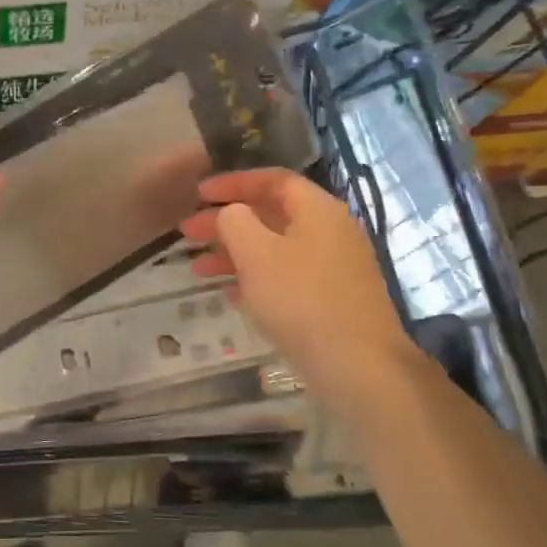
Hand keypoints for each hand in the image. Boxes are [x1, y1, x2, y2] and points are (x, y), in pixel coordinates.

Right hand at [180, 168, 420, 397]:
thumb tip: (232, 213)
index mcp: (318, 210)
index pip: (273, 180)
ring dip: (234, 254)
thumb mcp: (256, 253)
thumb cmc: (301, 300)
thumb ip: (235, 221)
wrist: (359, 367)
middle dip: (226, 222)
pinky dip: (255, 278)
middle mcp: (331, 231)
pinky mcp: (332, 300)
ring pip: (275, 248)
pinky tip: (229, 294)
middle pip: (271, 214)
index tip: (199, 193)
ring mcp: (334, 268)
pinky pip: (286, 276)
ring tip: (198, 270)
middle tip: (187, 233)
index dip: (232, 182)